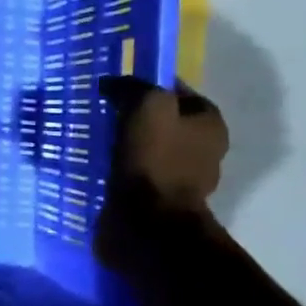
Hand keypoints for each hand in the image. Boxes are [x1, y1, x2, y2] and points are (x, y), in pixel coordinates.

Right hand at [96, 77, 227, 264]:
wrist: (149, 222)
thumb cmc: (154, 159)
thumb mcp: (147, 106)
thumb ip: (133, 87)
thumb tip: (113, 83)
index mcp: (210, 123)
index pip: (177, 91)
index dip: (146, 85)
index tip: (115, 87)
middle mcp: (204, 148)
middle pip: (164, 120)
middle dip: (134, 115)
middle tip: (102, 112)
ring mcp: (183, 177)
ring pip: (149, 147)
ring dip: (126, 143)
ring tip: (95, 138)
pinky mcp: (160, 199)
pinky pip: (138, 172)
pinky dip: (121, 166)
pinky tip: (99, 164)